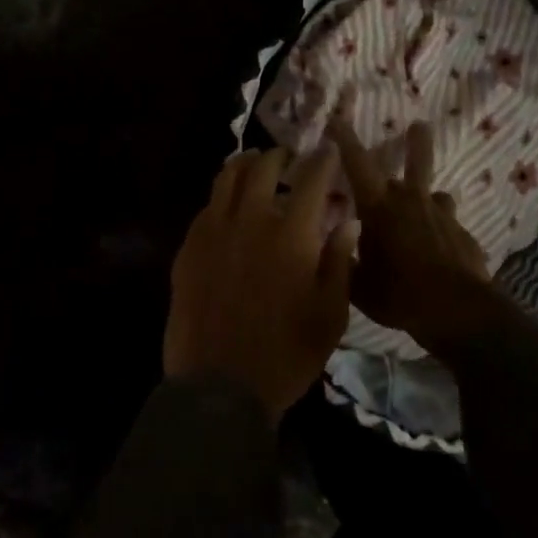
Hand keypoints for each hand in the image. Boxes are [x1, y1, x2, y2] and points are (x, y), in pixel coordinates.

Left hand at [165, 146, 356, 422]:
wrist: (220, 386)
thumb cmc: (287, 354)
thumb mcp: (330, 315)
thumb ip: (339, 261)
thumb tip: (349, 222)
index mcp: (292, 234)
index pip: (312, 179)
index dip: (323, 160)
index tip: (328, 150)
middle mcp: (251, 220)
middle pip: (264, 168)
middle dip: (280, 156)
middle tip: (289, 158)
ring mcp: (214, 231)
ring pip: (227, 178)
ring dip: (245, 164)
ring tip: (254, 163)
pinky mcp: (189, 247)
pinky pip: (207, 206)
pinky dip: (222, 195)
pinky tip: (227, 204)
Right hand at [328, 113, 500, 360]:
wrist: (457, 311)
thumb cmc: (398, 294)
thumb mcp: (358, 285)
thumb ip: (345, 260)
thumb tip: (335, 243)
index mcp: (378, 207)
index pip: (357, 162)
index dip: (345, 138)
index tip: (337, 118)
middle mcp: (410, 201)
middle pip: (416, 161)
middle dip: (415, 141)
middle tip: (420, 125)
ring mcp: (442, 216)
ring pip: (436, 192)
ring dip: (429, 195)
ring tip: (428, 203)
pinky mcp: (463, 234)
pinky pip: (449, 225)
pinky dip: (442, 231)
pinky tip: (442, 250)